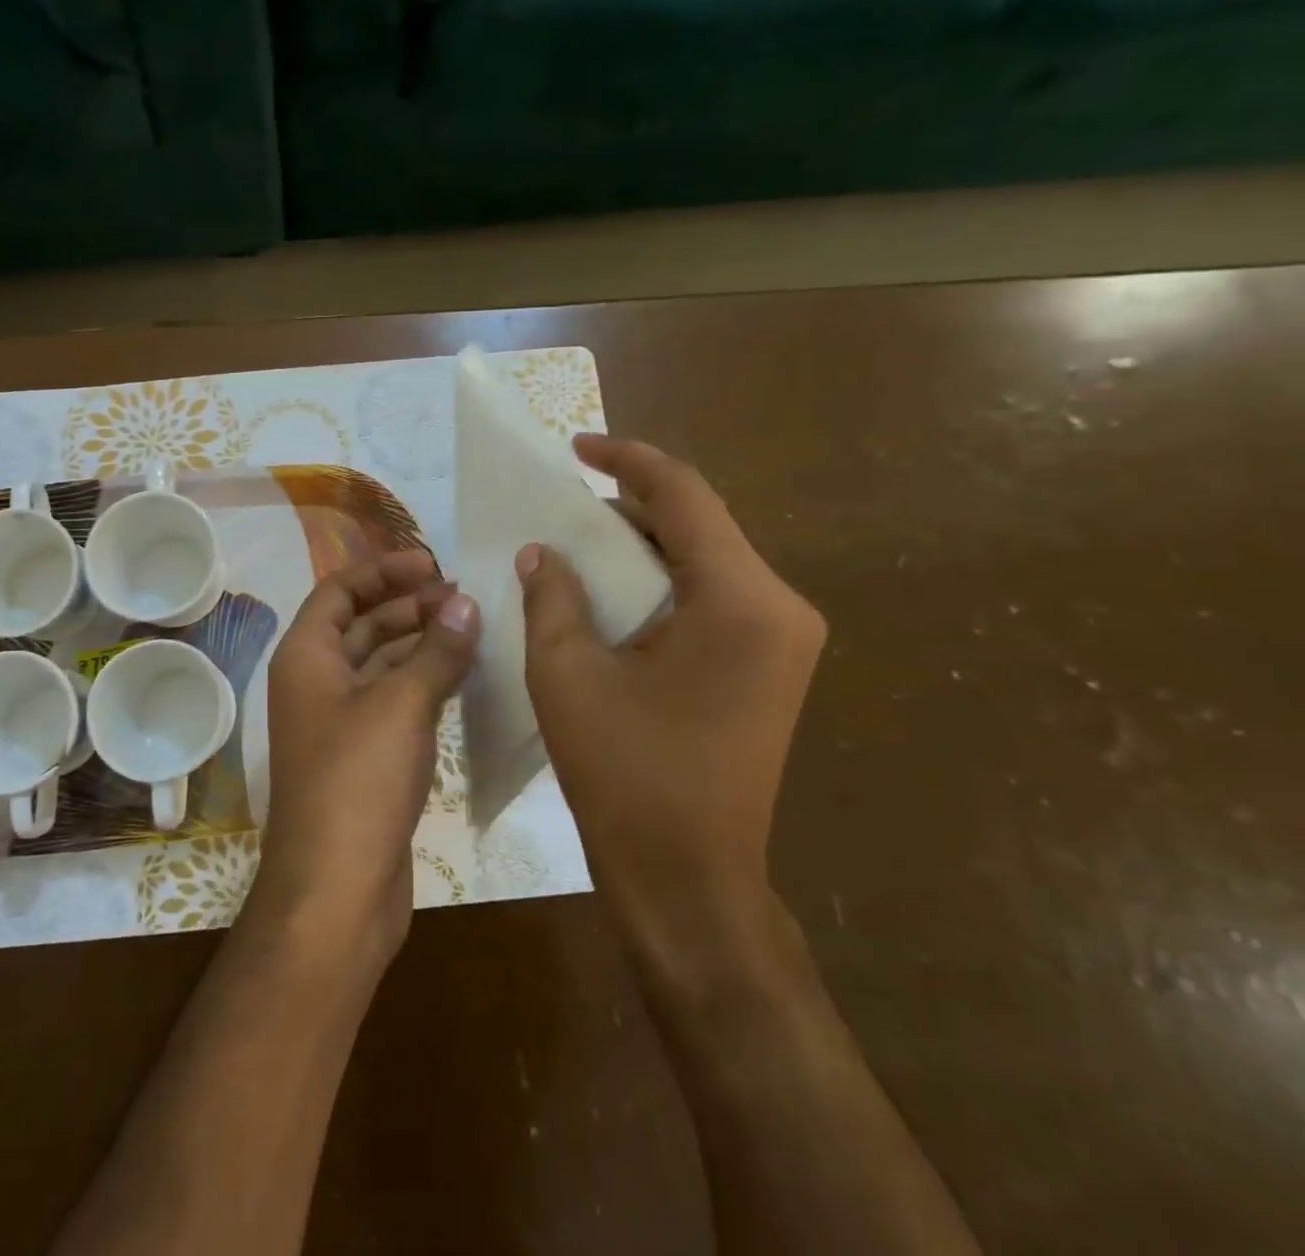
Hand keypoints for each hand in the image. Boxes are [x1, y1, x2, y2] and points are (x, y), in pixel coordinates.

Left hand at [254, 550, 479, 964]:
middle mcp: (316, 683)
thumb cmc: (358, 782)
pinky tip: (462, 676)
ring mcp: (340, 723)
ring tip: (472, 629)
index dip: (383, 570)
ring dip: (420, 644)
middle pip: (362, 625)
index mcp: (307, 657)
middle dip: (408, 606)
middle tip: (463, 598)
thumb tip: (465, 602)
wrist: (336, 890)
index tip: (432, 563)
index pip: (339, 591)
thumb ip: (436, 650)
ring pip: (381, 665)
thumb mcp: (402, 705)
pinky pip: (394, 702)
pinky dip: (424, 683)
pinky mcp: (364, 758)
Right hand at [517, 435, 824, 960]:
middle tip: (564, 506)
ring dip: (643, 547)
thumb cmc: (626, 775)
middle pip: (700, 526)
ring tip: (579, 545)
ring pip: (705, 562)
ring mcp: (783, 640)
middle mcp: (779, 607)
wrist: (688, 879)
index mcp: (741, 600)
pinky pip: (712, 598)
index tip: (576, 448)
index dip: (627, 461)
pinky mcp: (770, 667)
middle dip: (630, 508)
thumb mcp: (568, 674)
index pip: (684, 497)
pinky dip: (661, 584)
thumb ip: (553, 597)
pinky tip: (613, 594)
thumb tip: (543, 552)